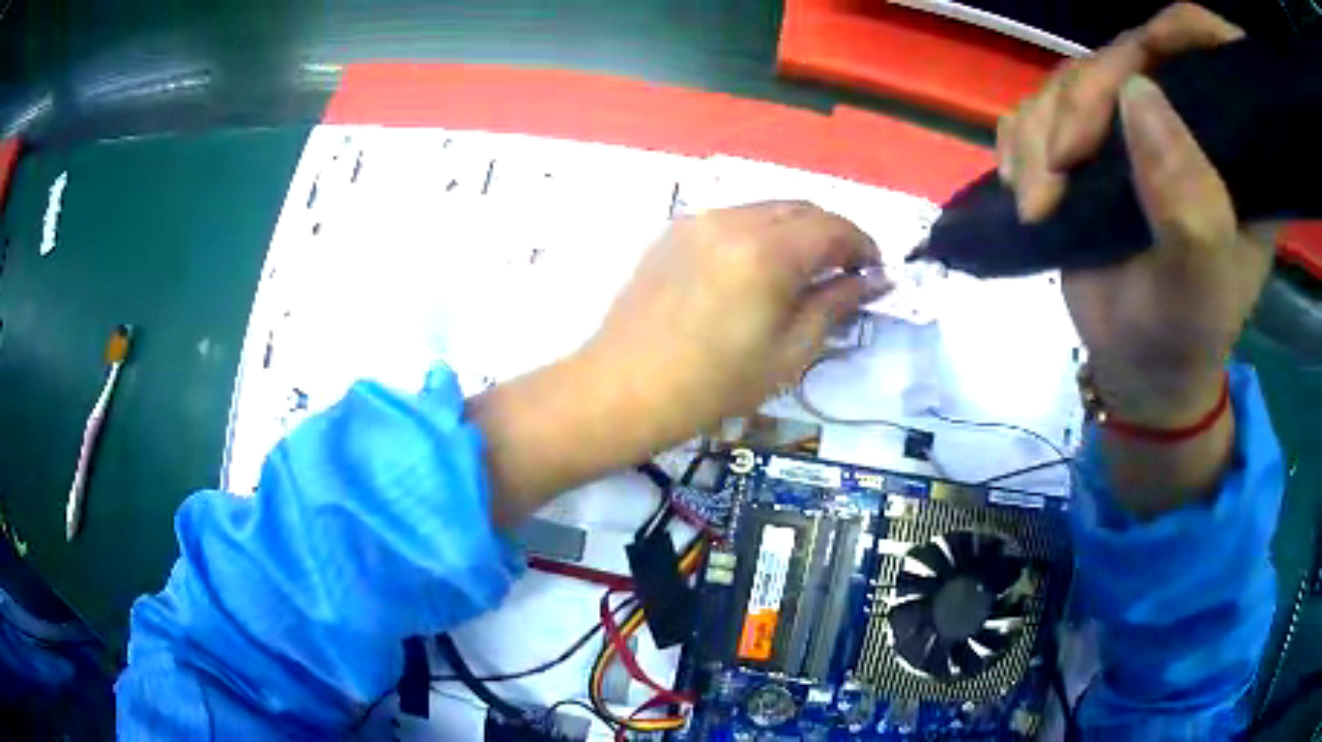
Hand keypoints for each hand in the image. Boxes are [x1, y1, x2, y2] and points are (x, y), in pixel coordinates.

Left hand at [470, 202, 884, 525]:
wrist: (623, 388)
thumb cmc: (713, 384)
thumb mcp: (789, 352)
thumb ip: (834, 304)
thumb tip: (873, 281)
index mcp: (768, 250)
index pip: (834, 227)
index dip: (863, 246)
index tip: (875, 273)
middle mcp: (733, 219)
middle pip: (801, 209)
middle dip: (833, 235)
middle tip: (845, 273)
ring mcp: (698, 220)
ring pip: (766, 210)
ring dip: (796, 232)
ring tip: (804, 273)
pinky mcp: (673, 231)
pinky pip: (732, 219)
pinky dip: (759, 234)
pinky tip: (758, 270)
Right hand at [997, 3, 1272, 428]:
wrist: (1137, 368)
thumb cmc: (1181, 336)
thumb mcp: (1199, 286)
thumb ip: (1191, 203)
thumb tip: (1138, 92)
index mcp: (1233, 152)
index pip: (1210, 56)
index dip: (1179, 31)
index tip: (1148, 56)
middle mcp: (1185, 125)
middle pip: (1125, 57)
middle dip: (1082, 102)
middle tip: (1061, 168)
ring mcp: (1133, 130)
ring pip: (1072, 79)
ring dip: (1040, 132)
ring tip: (1038, 203)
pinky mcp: (1089, 146)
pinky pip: (1039, 107)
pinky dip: (1021, 141)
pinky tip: (1025, 188)